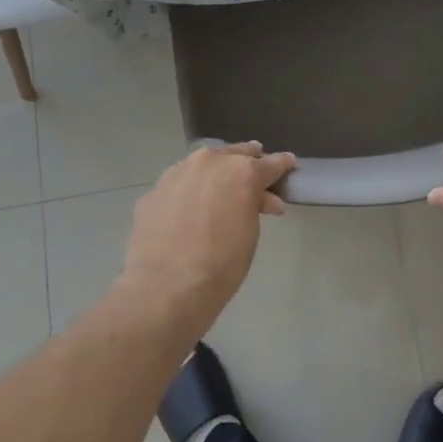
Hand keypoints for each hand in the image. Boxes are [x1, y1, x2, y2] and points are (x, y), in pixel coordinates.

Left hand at [119, 142, 295, 331]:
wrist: (166, 287)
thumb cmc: (222, 263)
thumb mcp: (250, 233)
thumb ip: (254, 206)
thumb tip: (258, 199)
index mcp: (242, 171)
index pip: (270, 163)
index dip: (282, 165)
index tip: (288, 164)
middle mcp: (209, 162)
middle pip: (234, 154)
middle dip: (247, 161)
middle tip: (254, 172)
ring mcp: (177, 173)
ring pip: (202, 165)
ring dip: (215, 173)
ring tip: (219, 188)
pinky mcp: (153, 191)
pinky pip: (179, 185)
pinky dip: (188, 191)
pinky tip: (188, 209)